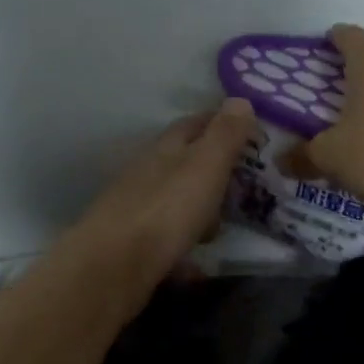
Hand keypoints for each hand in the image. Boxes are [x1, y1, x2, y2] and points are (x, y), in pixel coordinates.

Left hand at [55, 98, 258, 316]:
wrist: (114, 264)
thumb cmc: (167, 209)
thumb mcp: (205, 165)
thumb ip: (225, 135)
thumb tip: (240, 99)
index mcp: (164, 149)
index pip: (194, 125)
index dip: (220, 124)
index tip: (249, 131)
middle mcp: (145, 173)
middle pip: (181, 163)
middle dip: (210, 169)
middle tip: (243, 182)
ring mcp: (135, 209)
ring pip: (172, 201)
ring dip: (196, 209)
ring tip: (221, 226)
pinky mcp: (131, 244)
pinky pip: (166, 239)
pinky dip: (183, 246)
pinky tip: (195, 265)